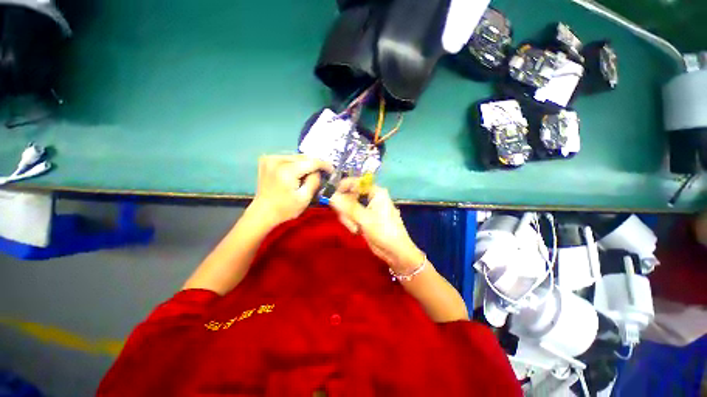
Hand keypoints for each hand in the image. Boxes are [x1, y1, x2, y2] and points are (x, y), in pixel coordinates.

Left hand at [248, 155, 332, 226]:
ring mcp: (270, 158)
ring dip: (305, 163)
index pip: (312, 161)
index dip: (324, 164)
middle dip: (314, 164)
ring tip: (310, 173)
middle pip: (304, 157)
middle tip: (322, 173)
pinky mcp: (266, 159)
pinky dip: (295, 163)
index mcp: (287, 171)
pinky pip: (288, 158)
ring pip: (296, 156)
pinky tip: (297, 172)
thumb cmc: (285, 209)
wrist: (262, 212)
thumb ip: (314, 182)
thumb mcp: (305, 198)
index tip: (331, 170)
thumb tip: (318, 171)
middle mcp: (277, 160)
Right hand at [329, 178, 423, 273]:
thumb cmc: (384, 231)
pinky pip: (351, 215)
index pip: (355, 182)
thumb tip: (332, 196)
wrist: (394, 251)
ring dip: (348, 218)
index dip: (343, 187)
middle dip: (346, 209)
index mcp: (375, 192)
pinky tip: (356, 231)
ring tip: (355, 229)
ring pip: (348, 207)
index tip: (332, 196)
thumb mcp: (365, 218)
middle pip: (349, 195)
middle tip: (347, 219)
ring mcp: (367, 208)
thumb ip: (348, 206)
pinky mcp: (364, 217)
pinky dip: (351, 222)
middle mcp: (371, 197)